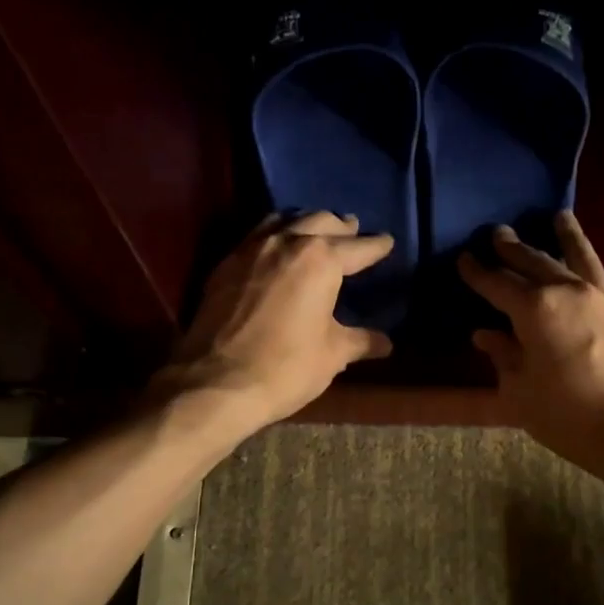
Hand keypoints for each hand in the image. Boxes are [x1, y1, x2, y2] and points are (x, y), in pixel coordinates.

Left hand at [156, 211, 394, 430]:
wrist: (216, 383)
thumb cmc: (285, 368)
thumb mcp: (332, 355)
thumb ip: (360, 341)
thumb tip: (385, 343)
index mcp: (320, 260)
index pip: (357, 247)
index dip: (376, 246)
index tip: (387, 241)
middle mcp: (286, 242)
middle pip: (320, 221)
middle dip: (341, 227)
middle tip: (353, 231)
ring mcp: (250, 249)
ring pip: (284, 220)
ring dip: (305, 223)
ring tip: (315, 232)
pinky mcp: (224, 265)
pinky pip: (256, 236)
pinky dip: (275, 236)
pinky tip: (277, 251)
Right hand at [456, 212, 603, 476]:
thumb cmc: (566, 414)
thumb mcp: (519, 391)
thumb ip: (503, 356)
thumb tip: (486, 334)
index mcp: (534, 309)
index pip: (497, 284)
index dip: (477, 272)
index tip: (464, 258)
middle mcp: (566, 291)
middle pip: (534, 261)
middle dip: (513, 248)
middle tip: (497, 233)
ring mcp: (599, 297)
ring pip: (576, 256)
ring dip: (563, 235)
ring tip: (558, 216)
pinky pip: (599, 273)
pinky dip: (587, 258)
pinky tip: (584, 259)